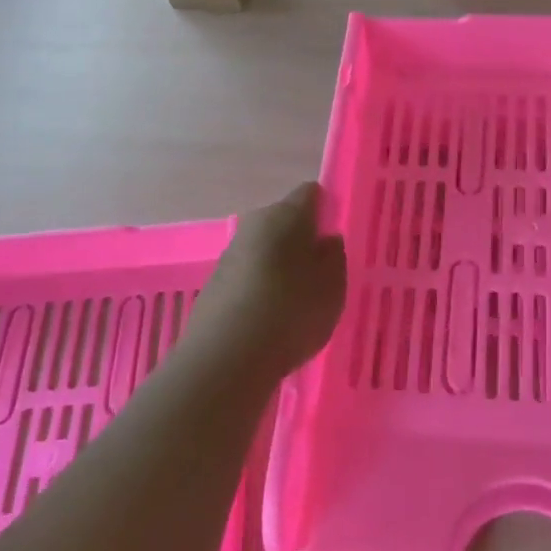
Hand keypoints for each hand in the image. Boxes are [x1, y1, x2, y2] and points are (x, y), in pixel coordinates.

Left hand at [191, 182, 347, 381]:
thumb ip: (334, 256)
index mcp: (287, 214)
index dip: (326, 210)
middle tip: (320, 275)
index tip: (336, 239)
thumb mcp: (333, 285)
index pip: (311, 193)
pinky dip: (259, 290)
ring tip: (295, 303)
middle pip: (284, 221)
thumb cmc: (292, 311)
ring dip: (279, 267)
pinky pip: (247, 277)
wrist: (226, 357)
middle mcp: (255, 223)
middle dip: (301, 241)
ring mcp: (230, 253)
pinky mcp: (213, 284)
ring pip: (264, 250)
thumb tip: (325, 239)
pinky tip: (269, 321)